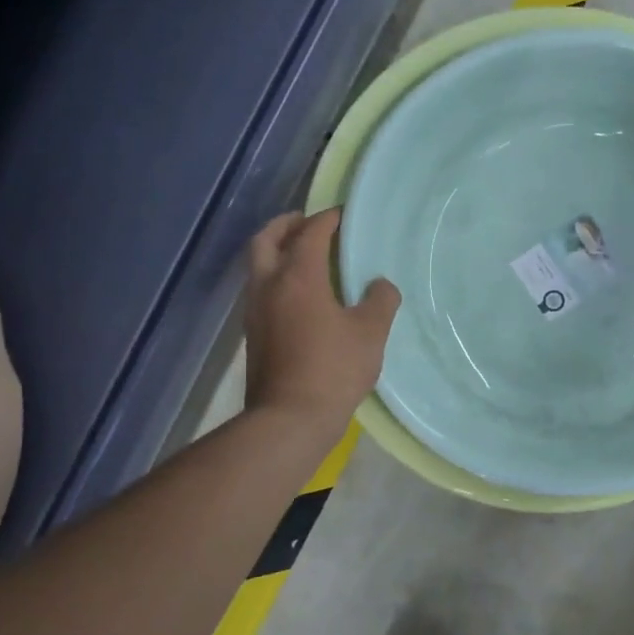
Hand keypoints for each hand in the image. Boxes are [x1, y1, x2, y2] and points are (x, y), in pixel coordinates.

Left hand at [244, 208, 399, 440]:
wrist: (289, 419)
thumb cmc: (333, 369)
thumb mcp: (371, 332)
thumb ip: (380, 300)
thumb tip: (379, 285)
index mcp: (298, 278)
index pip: (310, 234)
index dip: (328, 220)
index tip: (343, 215)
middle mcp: (269, 286)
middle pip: (266, 240)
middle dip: (286, 224)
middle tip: (306, 222)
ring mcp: (255, 311)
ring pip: (258, 266)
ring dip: (277, 251)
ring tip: (304, 256)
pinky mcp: (253, 334)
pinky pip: (261, 289)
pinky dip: (276, 277)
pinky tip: (299, 294)